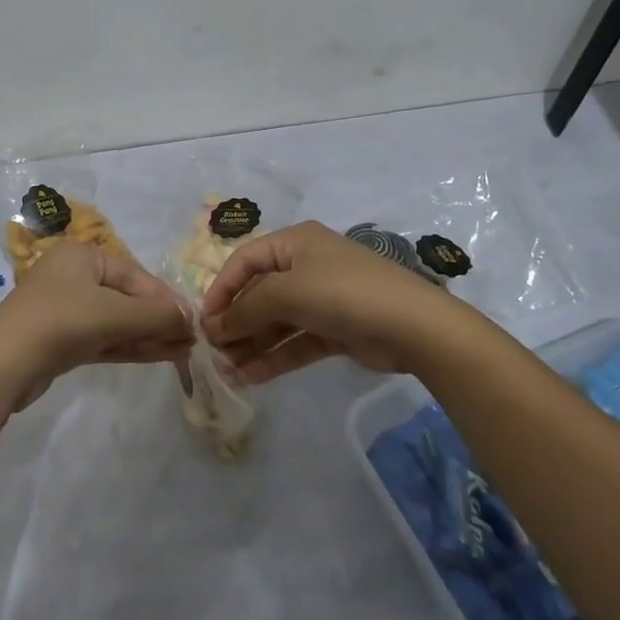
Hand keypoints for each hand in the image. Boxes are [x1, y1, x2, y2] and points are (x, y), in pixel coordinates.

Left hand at [0, 241, 193, 406]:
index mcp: (82, 255)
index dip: (165, 299)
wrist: (2, 366)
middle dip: (159, 320)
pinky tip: (161, 356)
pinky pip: (105, 338)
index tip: (192, 321)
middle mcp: (74, 276)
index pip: (135, 275)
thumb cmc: (60, 322)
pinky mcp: (63, 340)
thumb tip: (190, 319)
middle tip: (191, 340)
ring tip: (184, 352)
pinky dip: (131, 346)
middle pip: (127, 297)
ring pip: (117, 321)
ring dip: (149, 335)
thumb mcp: (113, 314)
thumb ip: (155, 315)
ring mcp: (67, 309)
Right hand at [201, 221, 452, 382]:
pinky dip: (275, 357)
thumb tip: (216, 328)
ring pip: (277, 322)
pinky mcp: (335, 330)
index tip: (205, 323)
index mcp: (295, 242)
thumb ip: (247, 308)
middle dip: (236, 322)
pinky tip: (252, 377)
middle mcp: (306, 266)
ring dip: (252, 344)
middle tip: (214, 353)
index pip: (244, 261)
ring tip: (228, 371)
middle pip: (259, 293)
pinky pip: (296, 342)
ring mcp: (322, 299)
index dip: (221, 289)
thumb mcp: (287, 291)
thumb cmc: (343, 293)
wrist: (414, 327)